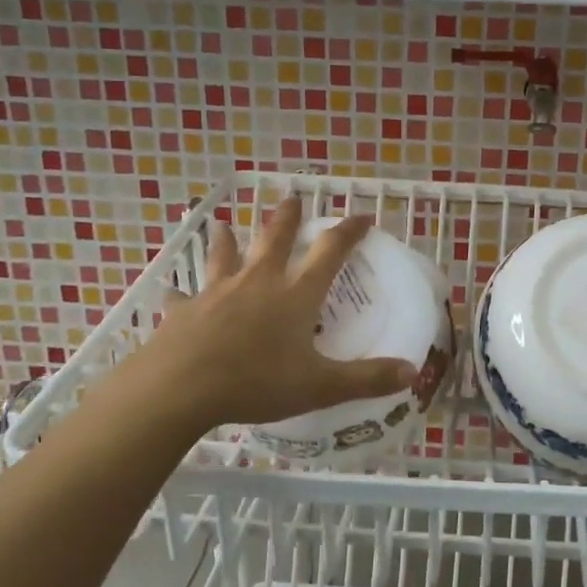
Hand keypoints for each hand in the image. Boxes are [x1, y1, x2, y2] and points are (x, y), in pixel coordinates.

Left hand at [97, 197, 418, 432]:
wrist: (180, 388)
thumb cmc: (257, 382)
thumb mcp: (320, 386)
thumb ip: (367, 379)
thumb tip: (411, 372)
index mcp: (295, 295)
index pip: (330, 252)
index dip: (348, 231)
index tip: (362, 216)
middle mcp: (258, 283)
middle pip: (274, 240)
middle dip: (286, 218)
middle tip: (291, 198)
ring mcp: (217, 293)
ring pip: (224, 257)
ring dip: (227, 241)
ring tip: (224, 225)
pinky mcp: (184, 312)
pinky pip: (183, 298)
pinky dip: (182, 294)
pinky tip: (174, 292)